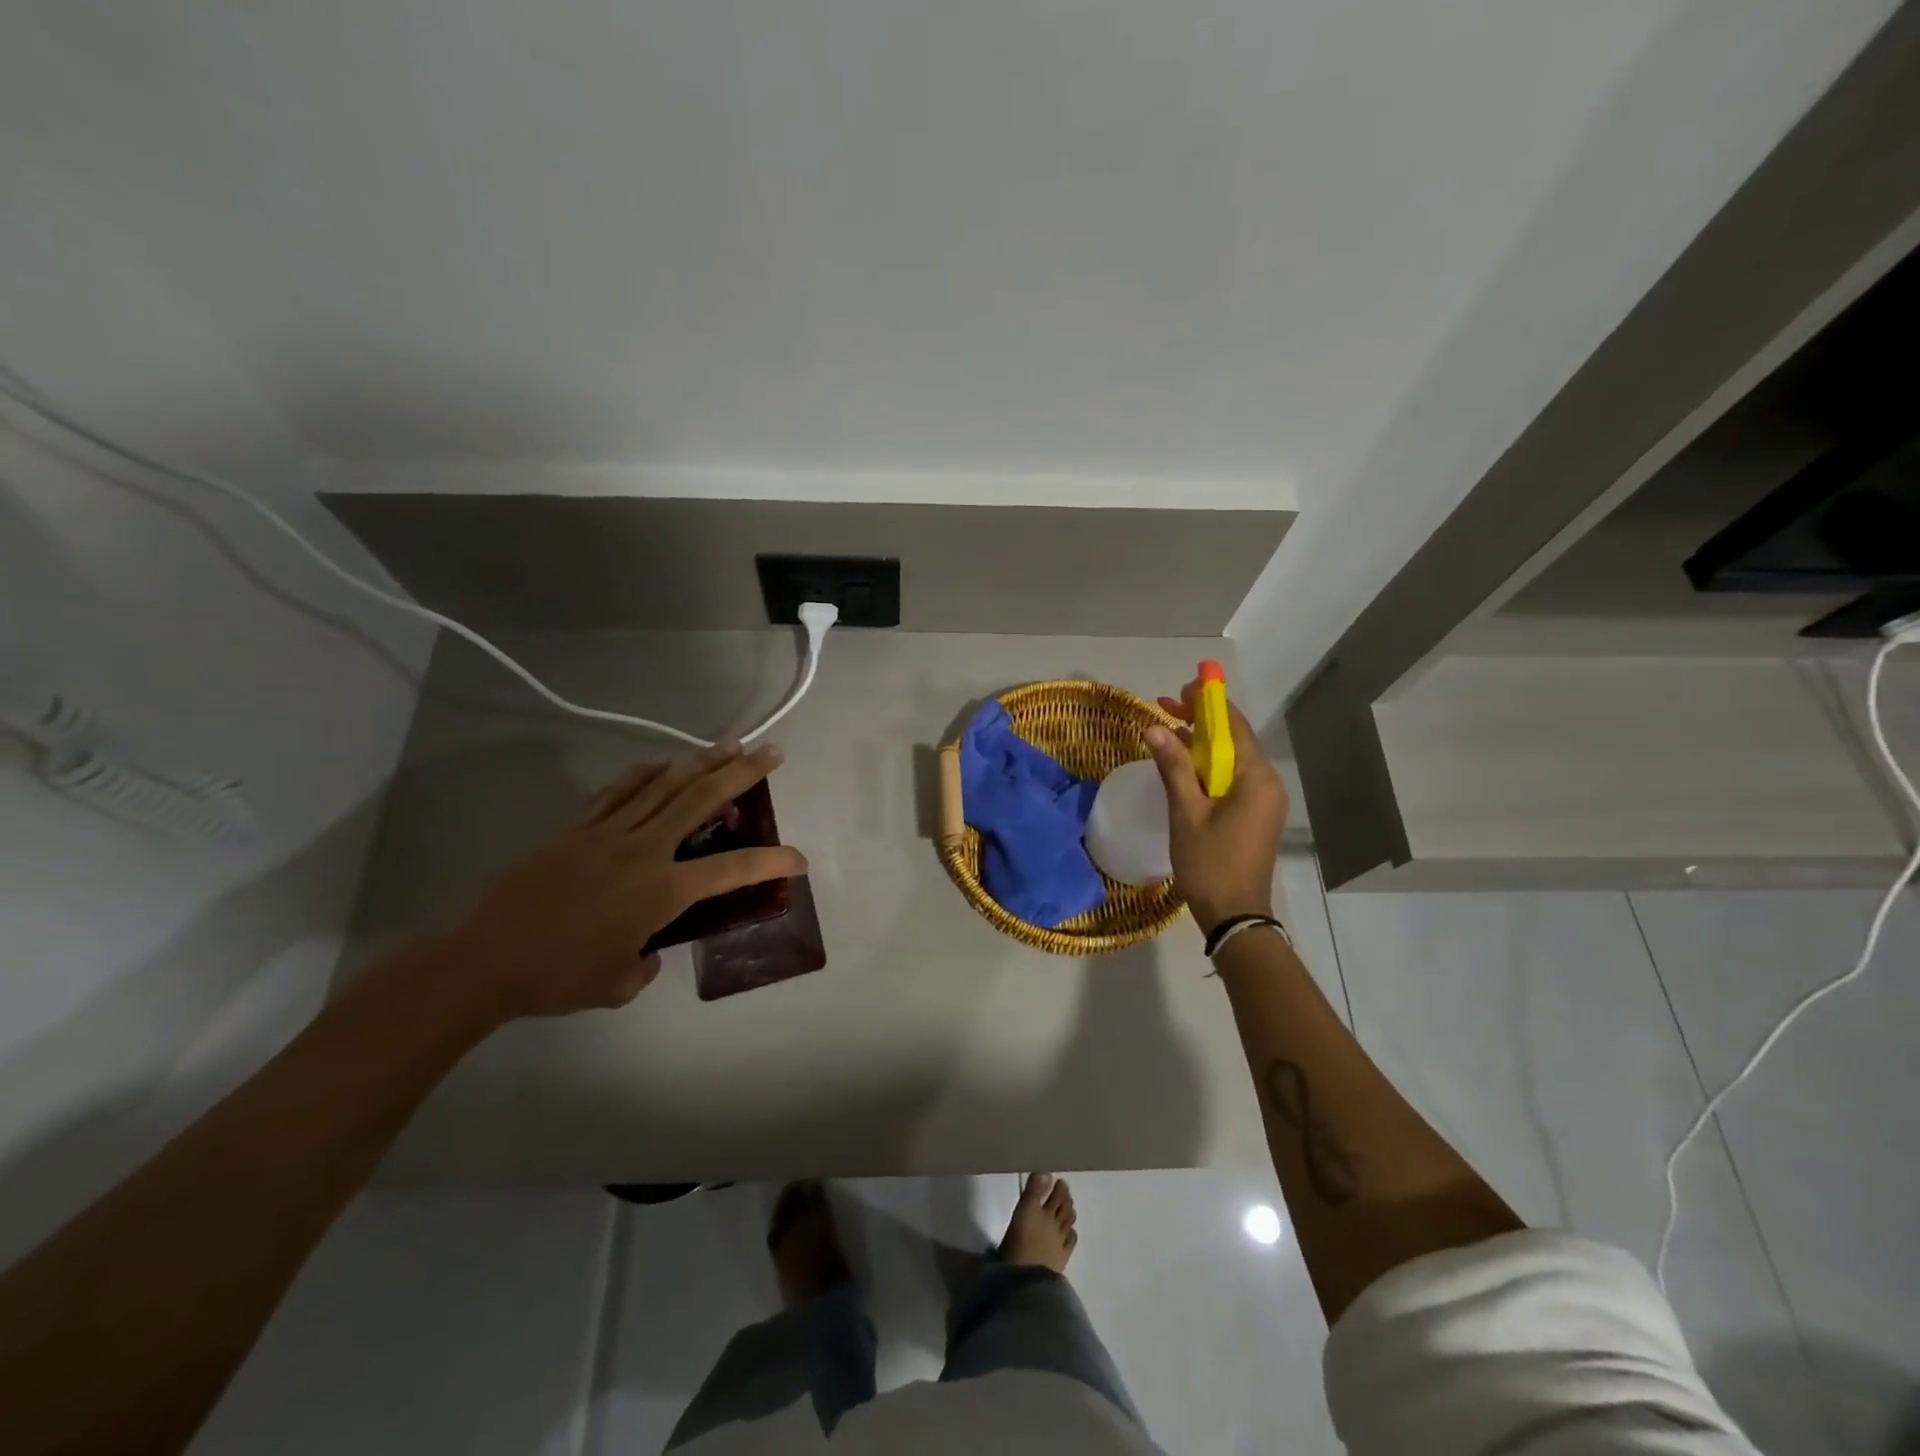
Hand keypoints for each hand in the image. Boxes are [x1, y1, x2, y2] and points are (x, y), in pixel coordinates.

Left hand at [443, 743, 805, 1024]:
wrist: (482, 962)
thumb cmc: (557, 979)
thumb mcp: (619, 984)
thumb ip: (647, 962)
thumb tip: (648, 945)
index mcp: (661, 891)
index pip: (732, 870)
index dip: (772, 862)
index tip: (798, 859)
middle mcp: (643, 850)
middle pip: (701, 799)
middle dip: (742, 772)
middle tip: (771, 752)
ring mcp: (607, 833)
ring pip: (664, 785)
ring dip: (701, 762)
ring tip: (728, 745)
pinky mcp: (576, 828)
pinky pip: (618, 791)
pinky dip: (645, 773)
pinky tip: (661, 765)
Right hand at [1145, 686, 1288, 935]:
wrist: (1235, 915)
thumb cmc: (1210, 863)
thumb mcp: (1186, 812)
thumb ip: (1173, 767)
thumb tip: (1154, 728)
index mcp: (1255, 777)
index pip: (1233, 725)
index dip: (1208, 702)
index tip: (1182, 687)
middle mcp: (1267, 782)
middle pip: (1233, 739)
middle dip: (1201, 720)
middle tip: (1166, 705)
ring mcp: (1264, 800)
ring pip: (1231, 759)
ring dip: (1201, 743)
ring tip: (1167, 730)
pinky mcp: (1255, 814)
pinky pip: (1232, 778)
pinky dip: (1208, 766)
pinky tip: (1183, 764)